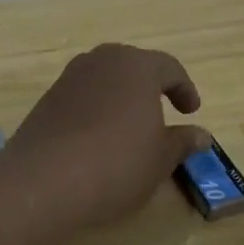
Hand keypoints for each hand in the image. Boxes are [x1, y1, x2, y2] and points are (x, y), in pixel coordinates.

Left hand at [5, 45, 209, 229]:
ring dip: (119, 99)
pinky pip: (80, 99)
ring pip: (103, 81)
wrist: (43, 182)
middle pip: (132, 67)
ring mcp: (67, 80)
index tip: (191, 111)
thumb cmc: (116, 164)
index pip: (169, 67)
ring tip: (128, 129)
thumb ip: (182, 142)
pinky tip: (97, 142)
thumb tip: (201, 135)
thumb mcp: (160, 159)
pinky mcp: (45, 102)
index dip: (184, 89)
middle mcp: (100, 62)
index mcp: (136, 66)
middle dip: (149, 87)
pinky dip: (94, 112)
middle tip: (161, 113)